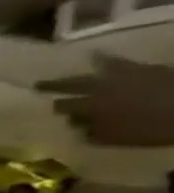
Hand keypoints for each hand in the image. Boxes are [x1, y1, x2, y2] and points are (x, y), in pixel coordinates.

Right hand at [37, 55, 173, 145]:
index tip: (52, 111)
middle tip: (39, 86)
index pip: (63, 106)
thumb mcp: (118, 138)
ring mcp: (121, 75)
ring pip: (90, 72)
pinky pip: (115, 61)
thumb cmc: (154, 128)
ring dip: (76, 72)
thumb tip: (75, 126)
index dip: (58, 109)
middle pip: (71, 86)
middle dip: (55, 87)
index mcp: (90, 106)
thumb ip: (92, 132)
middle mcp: (98, 88)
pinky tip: (95, 54)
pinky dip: (103, 58)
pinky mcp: (142, 68)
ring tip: (59, 71)